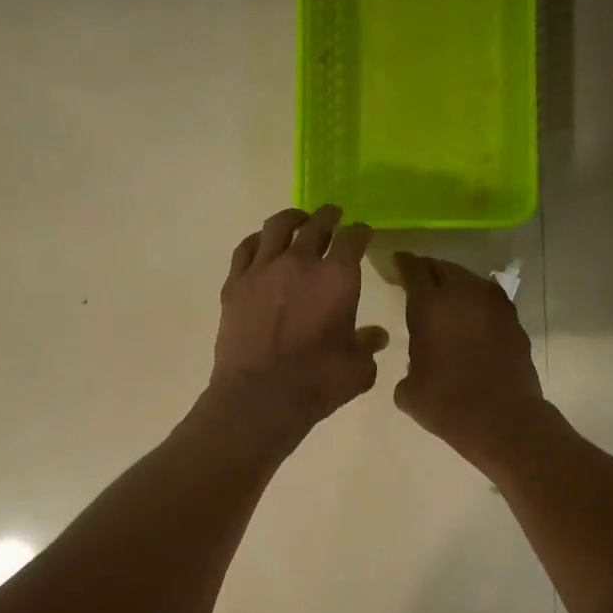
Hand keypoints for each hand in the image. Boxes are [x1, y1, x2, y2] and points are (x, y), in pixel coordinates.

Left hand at [207, 206, 388, 437]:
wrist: (259, 397)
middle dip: (329, 216)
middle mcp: (300, 262)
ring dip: (292, 218)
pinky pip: (246, 248)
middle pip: (317, 224)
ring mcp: (263, 269)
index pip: (353, 238)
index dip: (361, 232)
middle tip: (334, 215)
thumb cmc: (317, 382)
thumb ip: (368, 345)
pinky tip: (261, 244)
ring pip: (277, 226)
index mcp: (337, 276)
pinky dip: (258, 240)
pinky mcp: (235, 283)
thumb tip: (376, 336)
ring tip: (298, 220)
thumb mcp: (357, 368)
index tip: (363, 233)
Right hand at [393, 252, 547, 467]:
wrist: (503, 419)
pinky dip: (476, 303)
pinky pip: (489, 299)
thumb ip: (408, 366)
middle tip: (417, 280)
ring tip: (446, 298)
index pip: (412, 268)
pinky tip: (471, 318)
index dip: (402, 263)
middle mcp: (462, 294)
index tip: (395, 263)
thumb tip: (415, 368)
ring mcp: (493, 305)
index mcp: (429, 304)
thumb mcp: (408, 389)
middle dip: (427, 270)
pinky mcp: (513, 320)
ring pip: (469, 279)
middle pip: (442, 267)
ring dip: (455, 284)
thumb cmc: (446, 404)